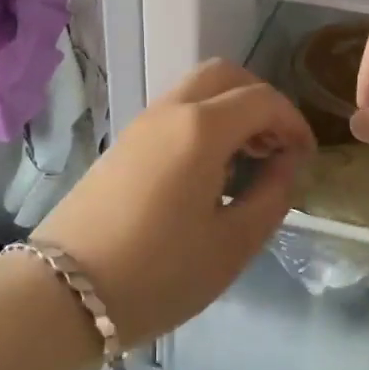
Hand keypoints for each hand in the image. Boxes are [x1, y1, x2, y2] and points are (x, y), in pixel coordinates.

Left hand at [34, 59, 314, 345]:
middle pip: (225, 75)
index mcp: (202, 127)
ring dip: (230, 109)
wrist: (61, 294)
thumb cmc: (158, 274)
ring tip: (246, 160)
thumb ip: (272, 195)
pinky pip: (175, 110)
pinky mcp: (124, 142)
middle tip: (275, 145)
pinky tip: (209, 170)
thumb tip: (287, 164)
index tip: (306, 156)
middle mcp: (171, 110)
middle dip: (260, 100)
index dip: (293, 121)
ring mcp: (142, 123)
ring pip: (197, 89)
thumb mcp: (232, 244)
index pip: (262, 100)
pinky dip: (204, 120)